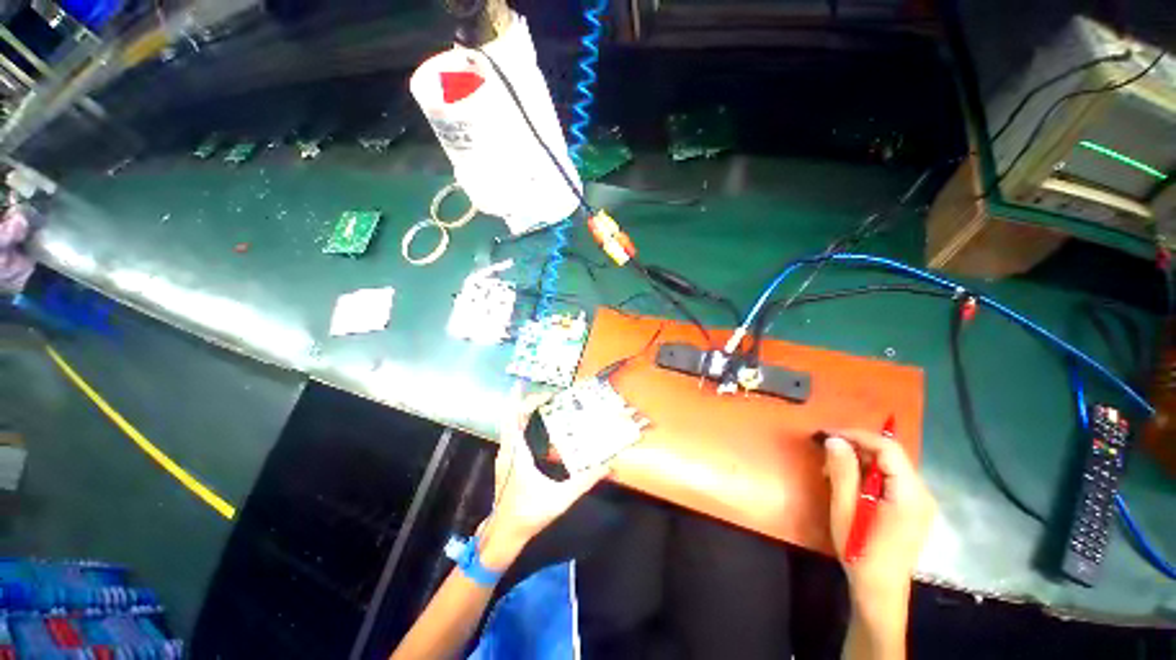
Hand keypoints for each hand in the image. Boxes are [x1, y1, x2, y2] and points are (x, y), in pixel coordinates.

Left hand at [478, 394, 609, 570]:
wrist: (503, 534)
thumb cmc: (528, 515)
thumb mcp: (560, 499)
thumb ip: (584, 482)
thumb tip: (607, 465)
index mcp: (517, 455)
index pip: (514, 420)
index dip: (520, 401)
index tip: (529, 388)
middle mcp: (507, 451)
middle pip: (510, 417)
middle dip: (521, 401)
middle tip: (539, 391)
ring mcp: (504, 456)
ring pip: (508, 425)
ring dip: (519, 411)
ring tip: (536, 402)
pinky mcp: (505, 461)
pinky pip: (509, 434)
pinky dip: (517, 422)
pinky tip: (529, 424)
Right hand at [824, 430, 935, 618]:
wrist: (879, 591)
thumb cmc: (860, 551)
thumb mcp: (845, 510)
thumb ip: (842, 472)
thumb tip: (835, 440)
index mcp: (909, 494)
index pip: (888, 449)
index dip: (856, 435)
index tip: (827, 434)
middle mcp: (921, 493)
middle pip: (890, 456)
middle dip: (855, 449)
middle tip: (824, 454)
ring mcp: (919, 502)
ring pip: (888, 467)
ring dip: (859, 462)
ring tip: (831, 471)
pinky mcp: (912, 509)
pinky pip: (890, 480)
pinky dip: (867, 475)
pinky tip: (848, 485)